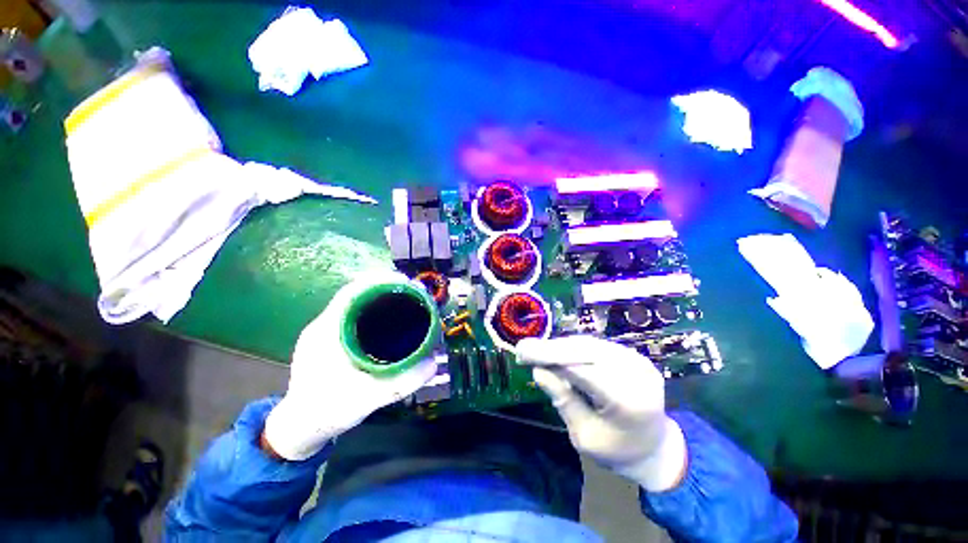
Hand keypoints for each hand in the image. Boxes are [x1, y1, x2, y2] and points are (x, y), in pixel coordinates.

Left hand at [263, 272, 437, 460]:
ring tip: (408, 301)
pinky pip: (354, 314)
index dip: (380, 281)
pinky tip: (390, 319)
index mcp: (326, 332)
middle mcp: (324, 325)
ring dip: (381, 297)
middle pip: (357, 293)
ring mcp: (325, 331)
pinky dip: (374, 310)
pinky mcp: (329, 338)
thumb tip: (434, 363)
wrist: (300, 427)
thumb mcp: (367, 399)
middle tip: (415, 293)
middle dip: (387, 288)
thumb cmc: (328, 411)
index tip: (407, 282)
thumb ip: (401, 383)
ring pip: (356, 303)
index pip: (352, 292)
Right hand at [516, 335, 686, 491]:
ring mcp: (639, 362)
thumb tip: (538, 371)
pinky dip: (576, 347)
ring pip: (590, 344)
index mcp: (627, 401)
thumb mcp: (585, 436)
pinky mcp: (635, 357)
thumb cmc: (618, 451)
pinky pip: (599, 346)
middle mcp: (637, 374)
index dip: (549, 358)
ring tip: (539, 350)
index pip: (581, 370)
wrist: (656, 449)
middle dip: (552, 349)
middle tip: (526, 348)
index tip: (523, 353)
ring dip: (562, 346)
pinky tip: (559, 351)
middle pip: (585, 351)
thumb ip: (563, 400)